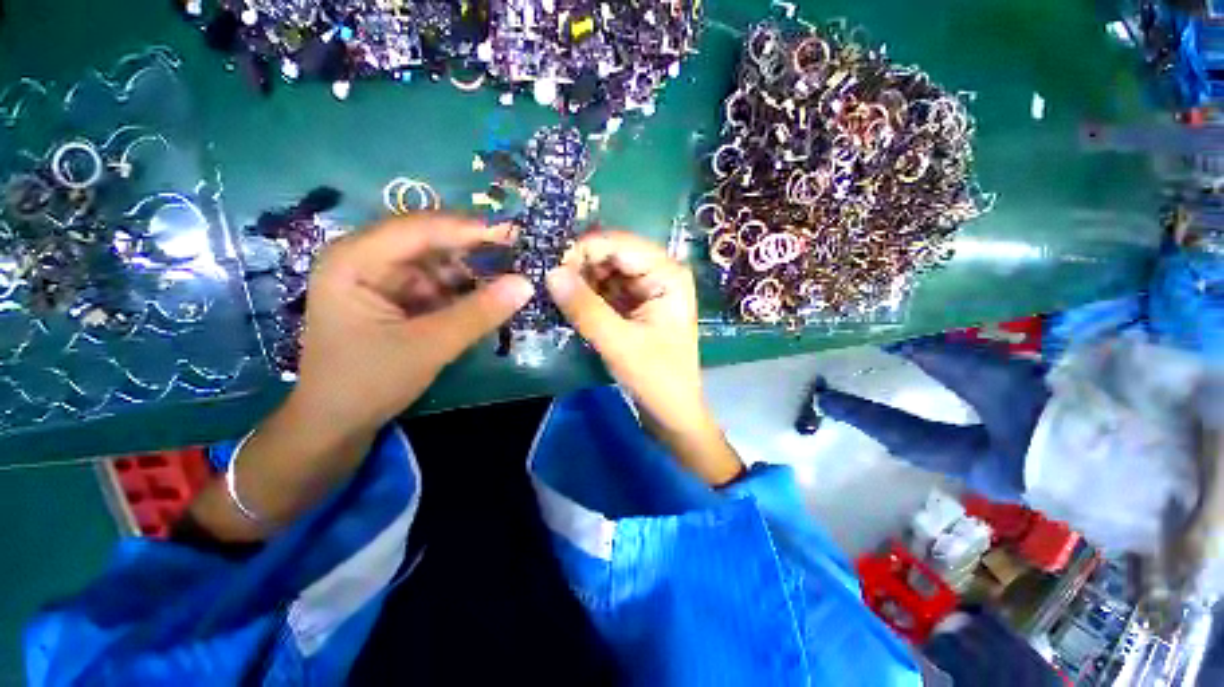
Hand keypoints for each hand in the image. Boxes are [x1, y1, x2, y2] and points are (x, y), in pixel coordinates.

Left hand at [294, 214, 533, 431]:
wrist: (337, 424)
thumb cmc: (369, 382)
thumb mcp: (429, 346)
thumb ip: (479, 313)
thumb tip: (527, 284)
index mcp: (355, 260)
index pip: (420, 228)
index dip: (470, 228)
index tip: (515, 233)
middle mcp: (367, 258)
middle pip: (430, 241)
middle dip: (475, 249)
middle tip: (520, 254)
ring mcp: (383, 278)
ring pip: (439, 262)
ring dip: (474, 270)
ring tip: (513, 276)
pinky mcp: (398, 297)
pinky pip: (439, 284)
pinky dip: (466, 290)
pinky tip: (492, 295)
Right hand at [545, 231, 743, 484]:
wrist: (672, 412)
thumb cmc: (657, 379)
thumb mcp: (619, 343)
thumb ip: (585, 308)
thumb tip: (550, 273)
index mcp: (667, 273)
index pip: (619, 244)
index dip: (582, 249)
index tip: (548, 265)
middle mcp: (659, 273)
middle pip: (612, 255)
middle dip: (579, 265)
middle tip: (544, 280)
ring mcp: (646, 289)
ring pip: (605, 272)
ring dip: (580, 280)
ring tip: (550, 291)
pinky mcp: (635, 306)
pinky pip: (605, 290)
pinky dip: (586, 295)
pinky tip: (565, 302)